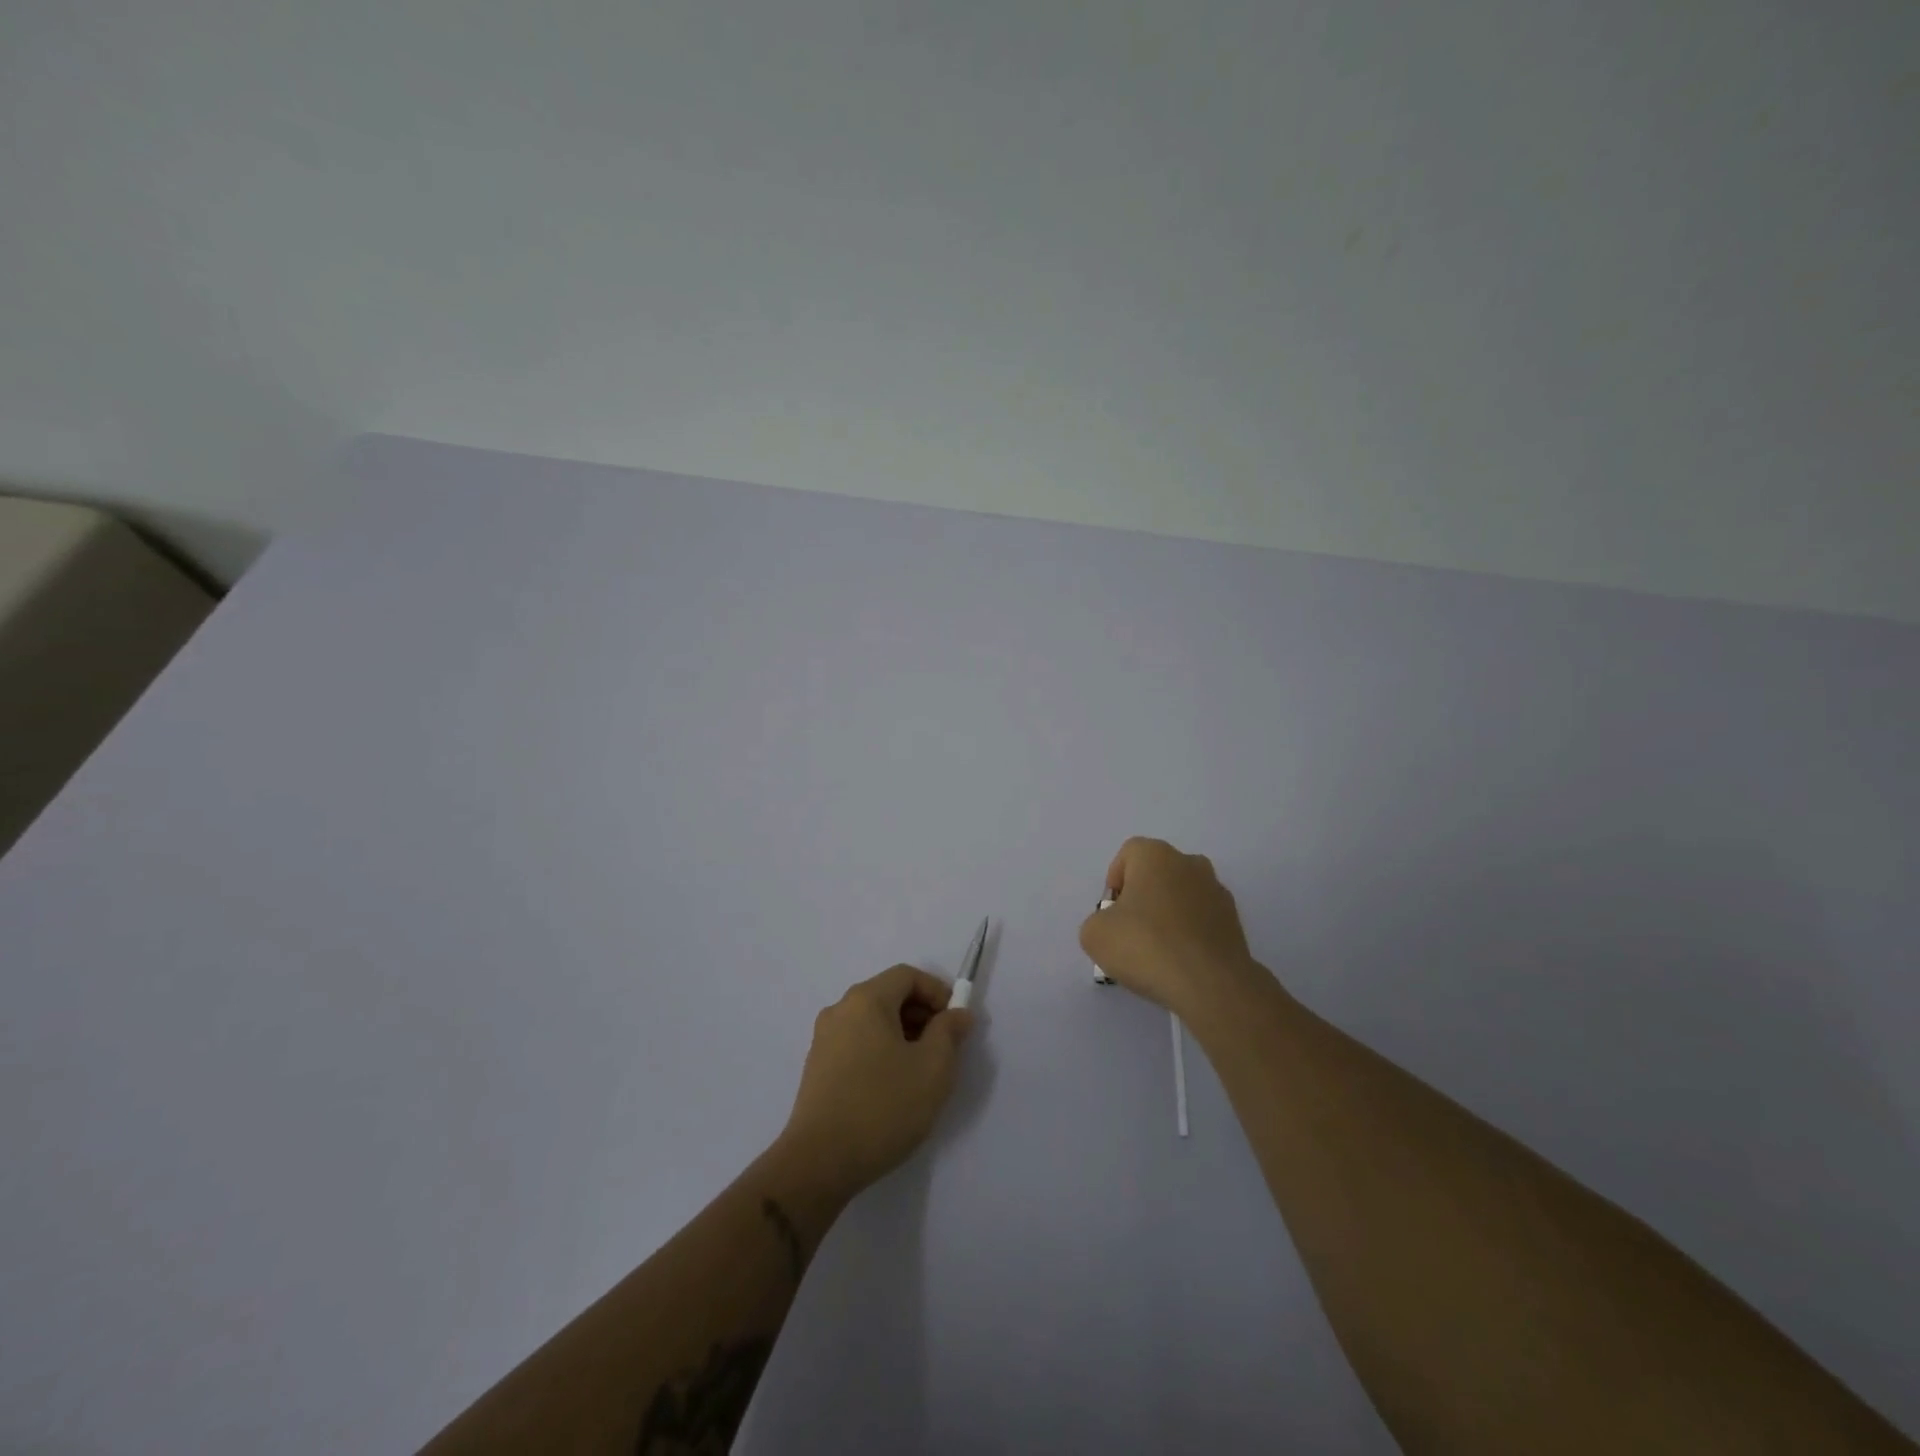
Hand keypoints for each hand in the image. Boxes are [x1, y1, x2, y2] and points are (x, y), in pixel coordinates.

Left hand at [778, 965, 974, 1196]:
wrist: (819, 1162)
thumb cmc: (883, 1107)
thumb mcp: (932, 1068)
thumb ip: (949, 1033)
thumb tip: (958, 1014)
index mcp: (866, 1000)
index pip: (907, 976)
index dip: (937, 992)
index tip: (956, 1023)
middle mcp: (840, 1010)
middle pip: (888, 995)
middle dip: (921, 1014)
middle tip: (944, 1049)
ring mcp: (824, 1039)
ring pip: (873, 1022)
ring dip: (902, 1035)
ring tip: (921, 1072)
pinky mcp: (817, 1067)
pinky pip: (857, 1043)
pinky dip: (881, 1051)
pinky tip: (892, 1088)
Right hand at [1079, 837, 1270, 1020]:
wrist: (1210, 985)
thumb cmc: (1146, 946)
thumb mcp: (1095, 934)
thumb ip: (1098, 921)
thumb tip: (1114, 926)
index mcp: (1156, 855)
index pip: (1128, 854)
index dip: (1115, 881)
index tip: (1111, 912)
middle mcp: (1190, 863)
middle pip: (1157, 874)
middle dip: (1142, 897)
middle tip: (1130, 932)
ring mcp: (1217, 892)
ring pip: (1182, 896)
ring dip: (1168, 915)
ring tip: (1157, 953)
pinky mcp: (1235, 922)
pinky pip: (1201, 920)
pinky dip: (1189, 934)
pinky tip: (1180, 962)